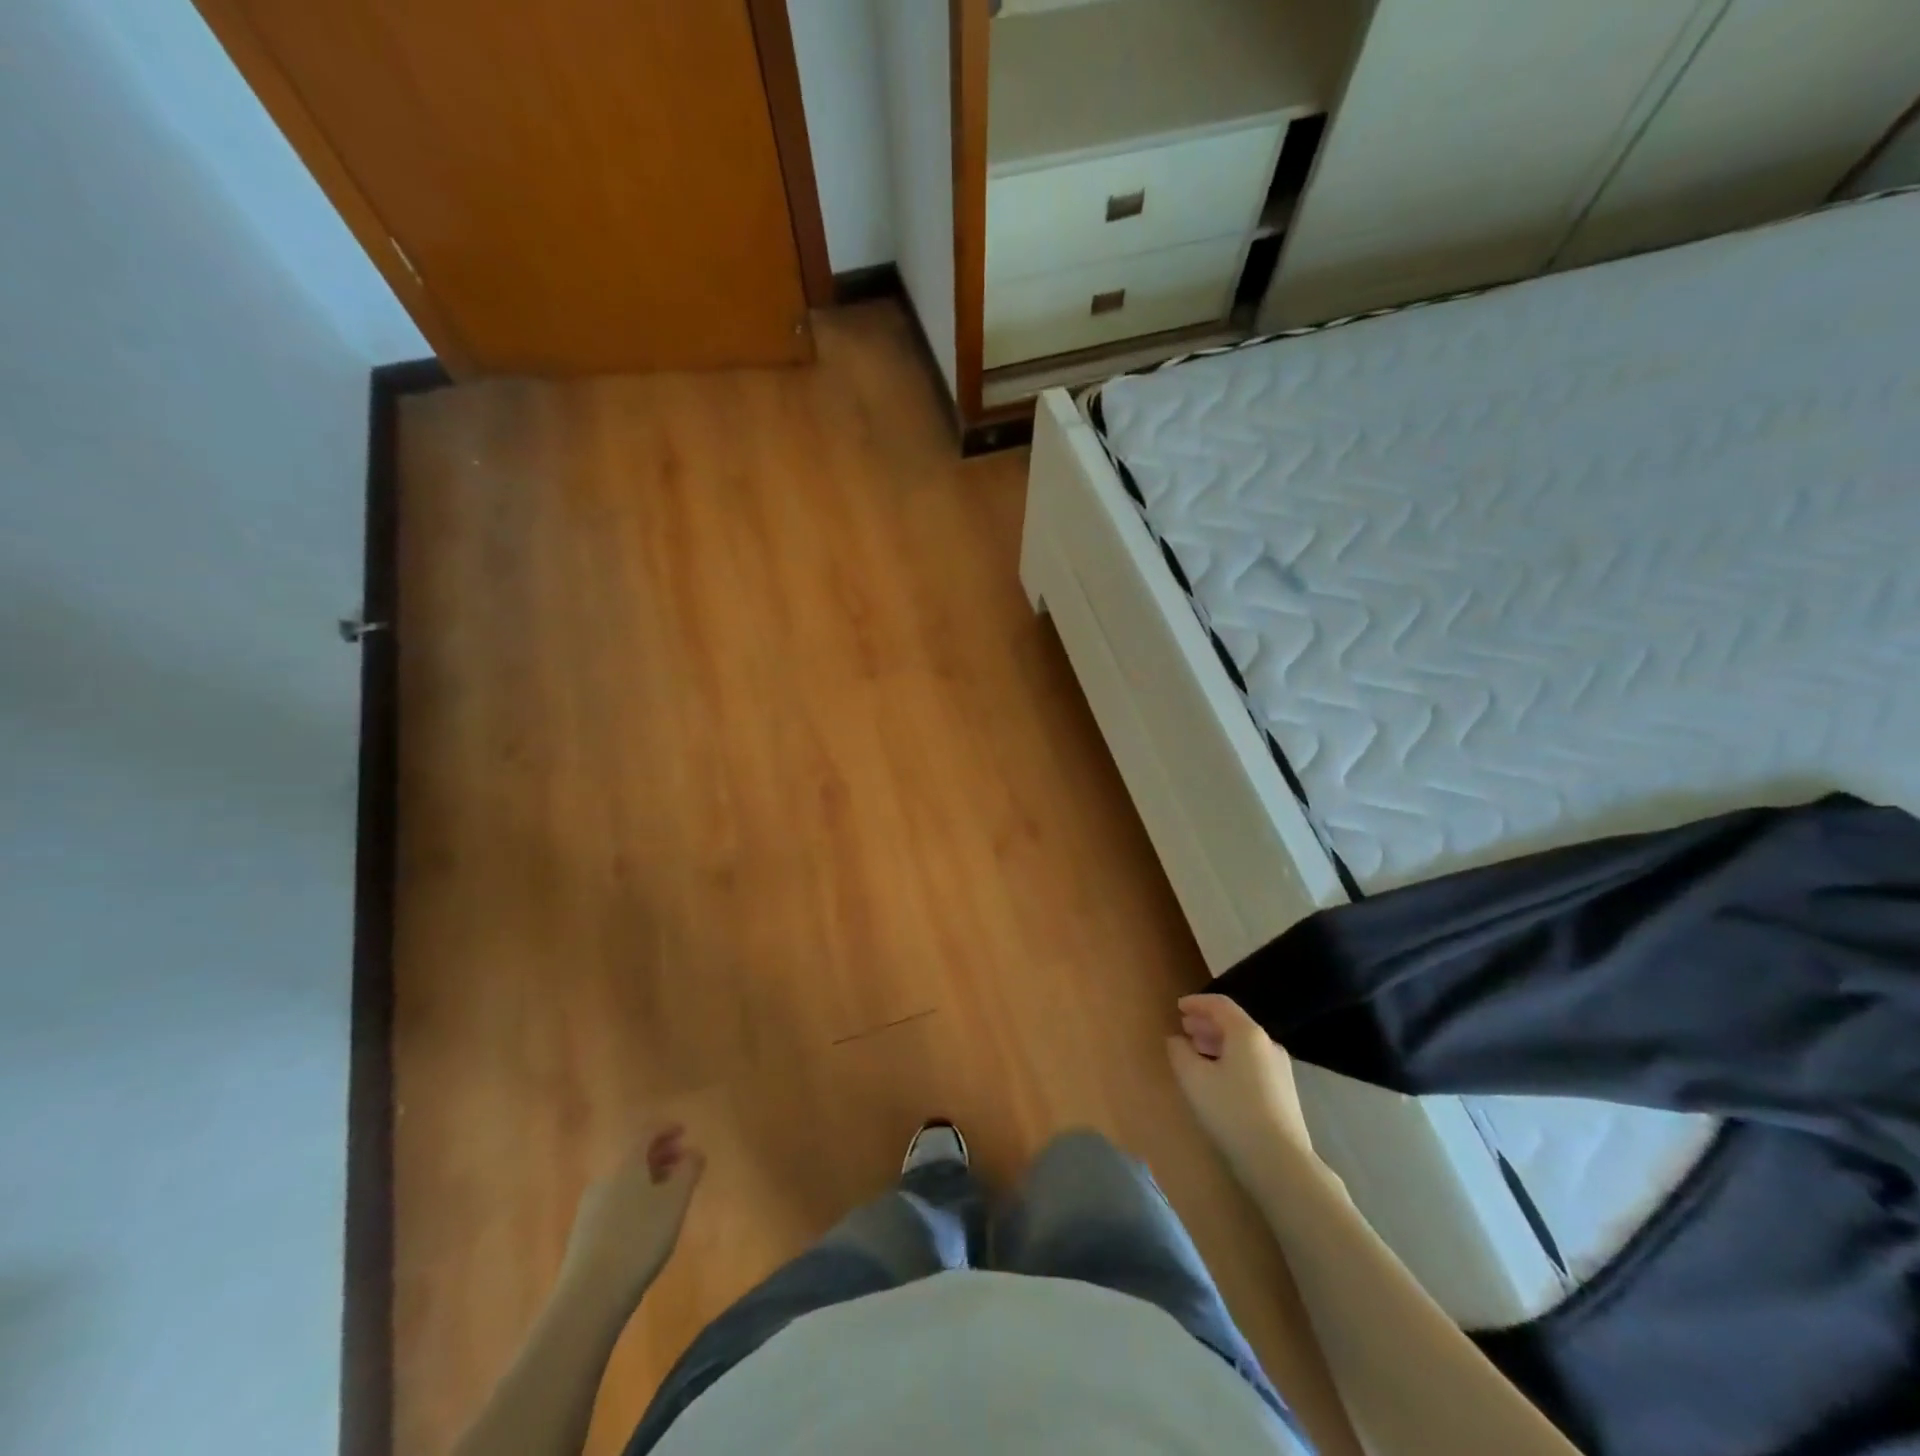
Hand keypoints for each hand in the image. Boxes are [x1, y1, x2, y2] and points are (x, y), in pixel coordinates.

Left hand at [561, 1123, 705, 1306]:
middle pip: (634, 1157)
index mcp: (627, 1165)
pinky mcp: (584, 1236)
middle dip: (659, 1154)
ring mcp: (591, 1209)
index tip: (684, 1130)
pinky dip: (635, 1200)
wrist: (589, 1297)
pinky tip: (645, 1223)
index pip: (646, 1134)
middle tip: (681, 1160)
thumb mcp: (675, 1201)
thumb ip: (689, 1171)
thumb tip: (694, 1152)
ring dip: (648, 1179)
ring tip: (668, 1193)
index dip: (666, 1129)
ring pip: (624, 1182)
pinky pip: (615, 1204)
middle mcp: (606, 1180)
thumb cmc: (640, 1239)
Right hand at [1168, 994, 1316, 1176]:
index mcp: (1247, 1033)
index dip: (1197, 1002)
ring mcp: (1279, 1069)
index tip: (1178, 1007)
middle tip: (1184, 1028)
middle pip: (1234, 1023)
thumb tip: (1176, 1040)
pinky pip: (1252, 1062)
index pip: (1220, 1004)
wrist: (1280, 1161)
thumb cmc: (1232, 1111)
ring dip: (1218, 1042)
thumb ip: (1179, 1052)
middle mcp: (1267, 1044)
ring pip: (1243, 1045)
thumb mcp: (1193, 1079)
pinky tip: (1218, 1078)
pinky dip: (1231, 1059)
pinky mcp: (1283, 1091)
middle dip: (1206, 1023)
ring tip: (1197, 1052)